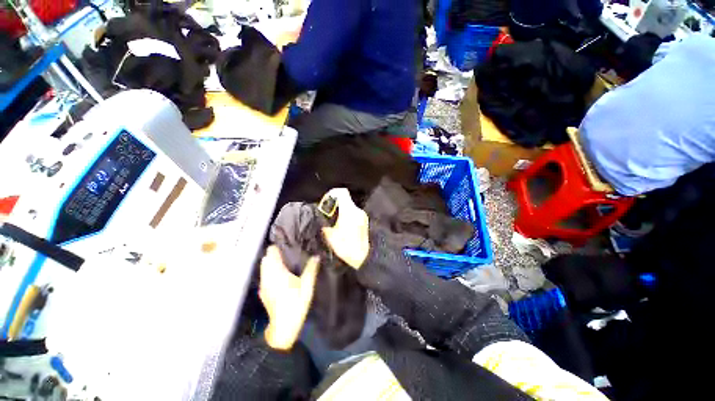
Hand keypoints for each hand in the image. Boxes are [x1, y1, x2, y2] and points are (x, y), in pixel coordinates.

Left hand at [259, 246, 319, 349]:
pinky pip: (264, 275)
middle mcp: (268, 276)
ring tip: (280, 258)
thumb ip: (311, 269)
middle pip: (266, 259)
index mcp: (278, 272)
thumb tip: (316, 256)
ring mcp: (264, 284)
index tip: (282, 242)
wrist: (283, 327)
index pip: (272, 254)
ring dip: (270, 261)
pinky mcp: (263, 291)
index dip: (275, 247)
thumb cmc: (296, 304)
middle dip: (272, 253)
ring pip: (263, 267)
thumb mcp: (307, 286)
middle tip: (284, 249)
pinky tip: (276, 272)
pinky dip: (268, 270)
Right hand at [321, 188, 369, 269]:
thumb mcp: (330, 235)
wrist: (364, 257)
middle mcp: (357, 210)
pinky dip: (347, 215)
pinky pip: (354, 213)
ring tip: (335, 221)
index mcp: (349, 211)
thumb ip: (324, 222)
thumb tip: (321, 216)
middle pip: (345, 199)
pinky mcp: (365, 221)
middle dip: (335, 204)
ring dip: (341, 210)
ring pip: (349, 207)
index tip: (326, 201)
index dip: (332, 193)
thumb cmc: (346, 247)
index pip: (342, 192)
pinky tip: (343, 226)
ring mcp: (363, 215)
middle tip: (328, 213)